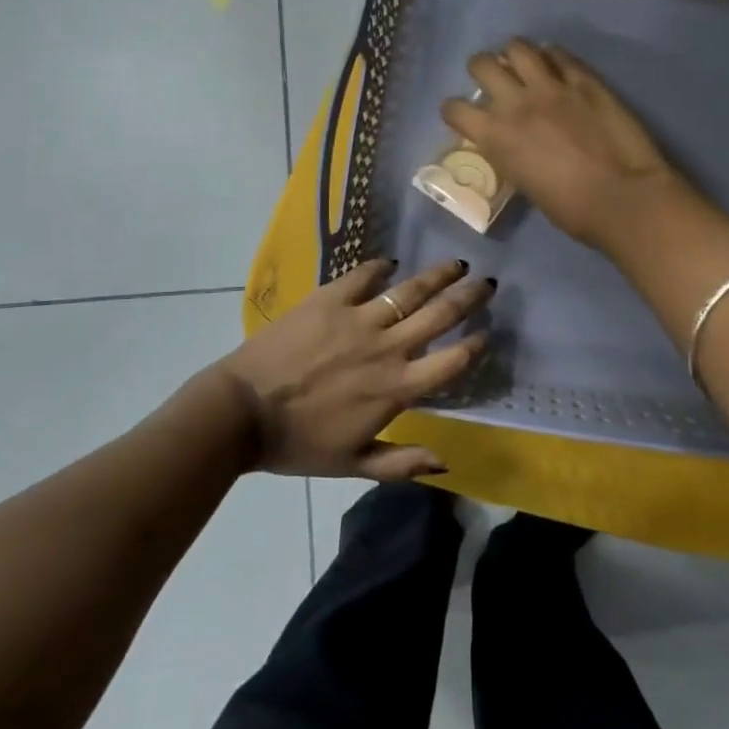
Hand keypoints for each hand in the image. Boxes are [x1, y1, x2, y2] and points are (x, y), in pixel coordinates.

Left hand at [218, 258, 491, 480]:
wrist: (241, 412)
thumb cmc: (298, 443)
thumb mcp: (354, 465)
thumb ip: (402, 463)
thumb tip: (446, 463)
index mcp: (396, 389)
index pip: (450, 362)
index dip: (473, 346)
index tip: (485, 334)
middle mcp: (386, 348)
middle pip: (439, 315)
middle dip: (468, 297)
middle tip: (487, 283)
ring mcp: (357, 319)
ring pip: (409, 290)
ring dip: (437, 276)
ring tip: (457, 264)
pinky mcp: (329, 299)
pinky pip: (363, 275)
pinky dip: (379, 267)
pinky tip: (390, 263)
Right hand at [442, 39, 687, 249]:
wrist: (623, 198)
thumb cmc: (572, 210)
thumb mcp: (526, 185)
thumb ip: (512, 156)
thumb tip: (515, 146)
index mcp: (496, 137)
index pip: (455, 109)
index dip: (454, 110)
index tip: (461, 114)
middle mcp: (516, 103)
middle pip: (481, 65)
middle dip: (481, 69)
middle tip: (492, 78)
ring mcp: (552, 87)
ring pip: (518, 48)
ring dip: (514, 53)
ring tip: (521, 62)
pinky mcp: (585, 80)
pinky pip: (560, 55)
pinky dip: (552, 56)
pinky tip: (555, 64)